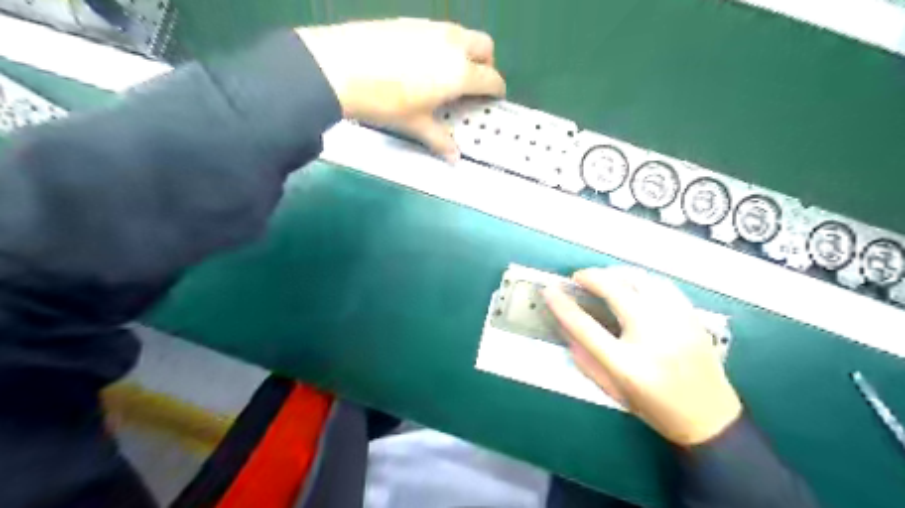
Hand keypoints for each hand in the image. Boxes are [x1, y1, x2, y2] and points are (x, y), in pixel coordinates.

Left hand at [300, 17, 504, 159]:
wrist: (339, 67)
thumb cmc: (385, 101)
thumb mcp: (415, 124)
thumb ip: (440, 140)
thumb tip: (455, 158)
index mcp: (459, 72)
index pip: (491, 78)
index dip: (496, 90)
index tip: (493, 98)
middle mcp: (452, 44)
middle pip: (485, 46)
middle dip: (487, 63)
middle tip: (474, 83)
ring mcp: (432, 28)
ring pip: (463, 34)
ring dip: (466, 51)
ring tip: (448, 73)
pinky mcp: (411, 21)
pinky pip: (440, 30)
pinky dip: (444, 44)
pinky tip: (422, 61)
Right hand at [543, 265, 741, 443]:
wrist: (710, 417)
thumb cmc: (656, 408)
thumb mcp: (613, 391)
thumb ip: (585, 360)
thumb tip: (566, 328)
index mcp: (627, 364)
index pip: (585, 326)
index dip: (562, 305)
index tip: (550, 291)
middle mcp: (652, 338)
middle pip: (615, 290)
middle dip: (590, 277)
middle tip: (578, 277)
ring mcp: (675, 323)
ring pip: (640, 279)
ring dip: (615, 273)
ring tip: (603, 277)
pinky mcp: (691, 316)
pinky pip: (662, 284)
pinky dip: (641, 278)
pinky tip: (632, 283)